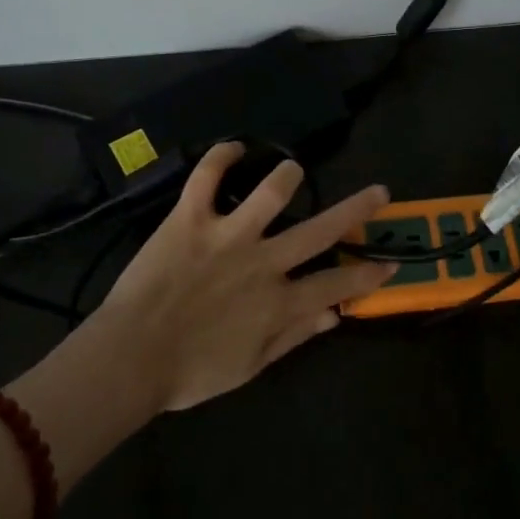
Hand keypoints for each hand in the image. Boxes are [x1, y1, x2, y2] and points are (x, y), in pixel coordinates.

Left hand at [87, 143, 396, 412]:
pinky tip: (234, 147)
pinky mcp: (190, 219)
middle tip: (379, 191)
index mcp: (278, 303)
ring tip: (294, 169)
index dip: (367, 273)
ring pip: (271, 192)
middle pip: (321, 230)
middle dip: (356, 210)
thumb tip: (334, 316)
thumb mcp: (250, 365)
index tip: (389, 262)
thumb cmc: (189, 371)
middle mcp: (263, 263)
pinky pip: (207, 177)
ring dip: (288, 175)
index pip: (336, 284)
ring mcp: (227, 236)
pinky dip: (220, 156)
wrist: (130, 358)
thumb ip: (294, 336)